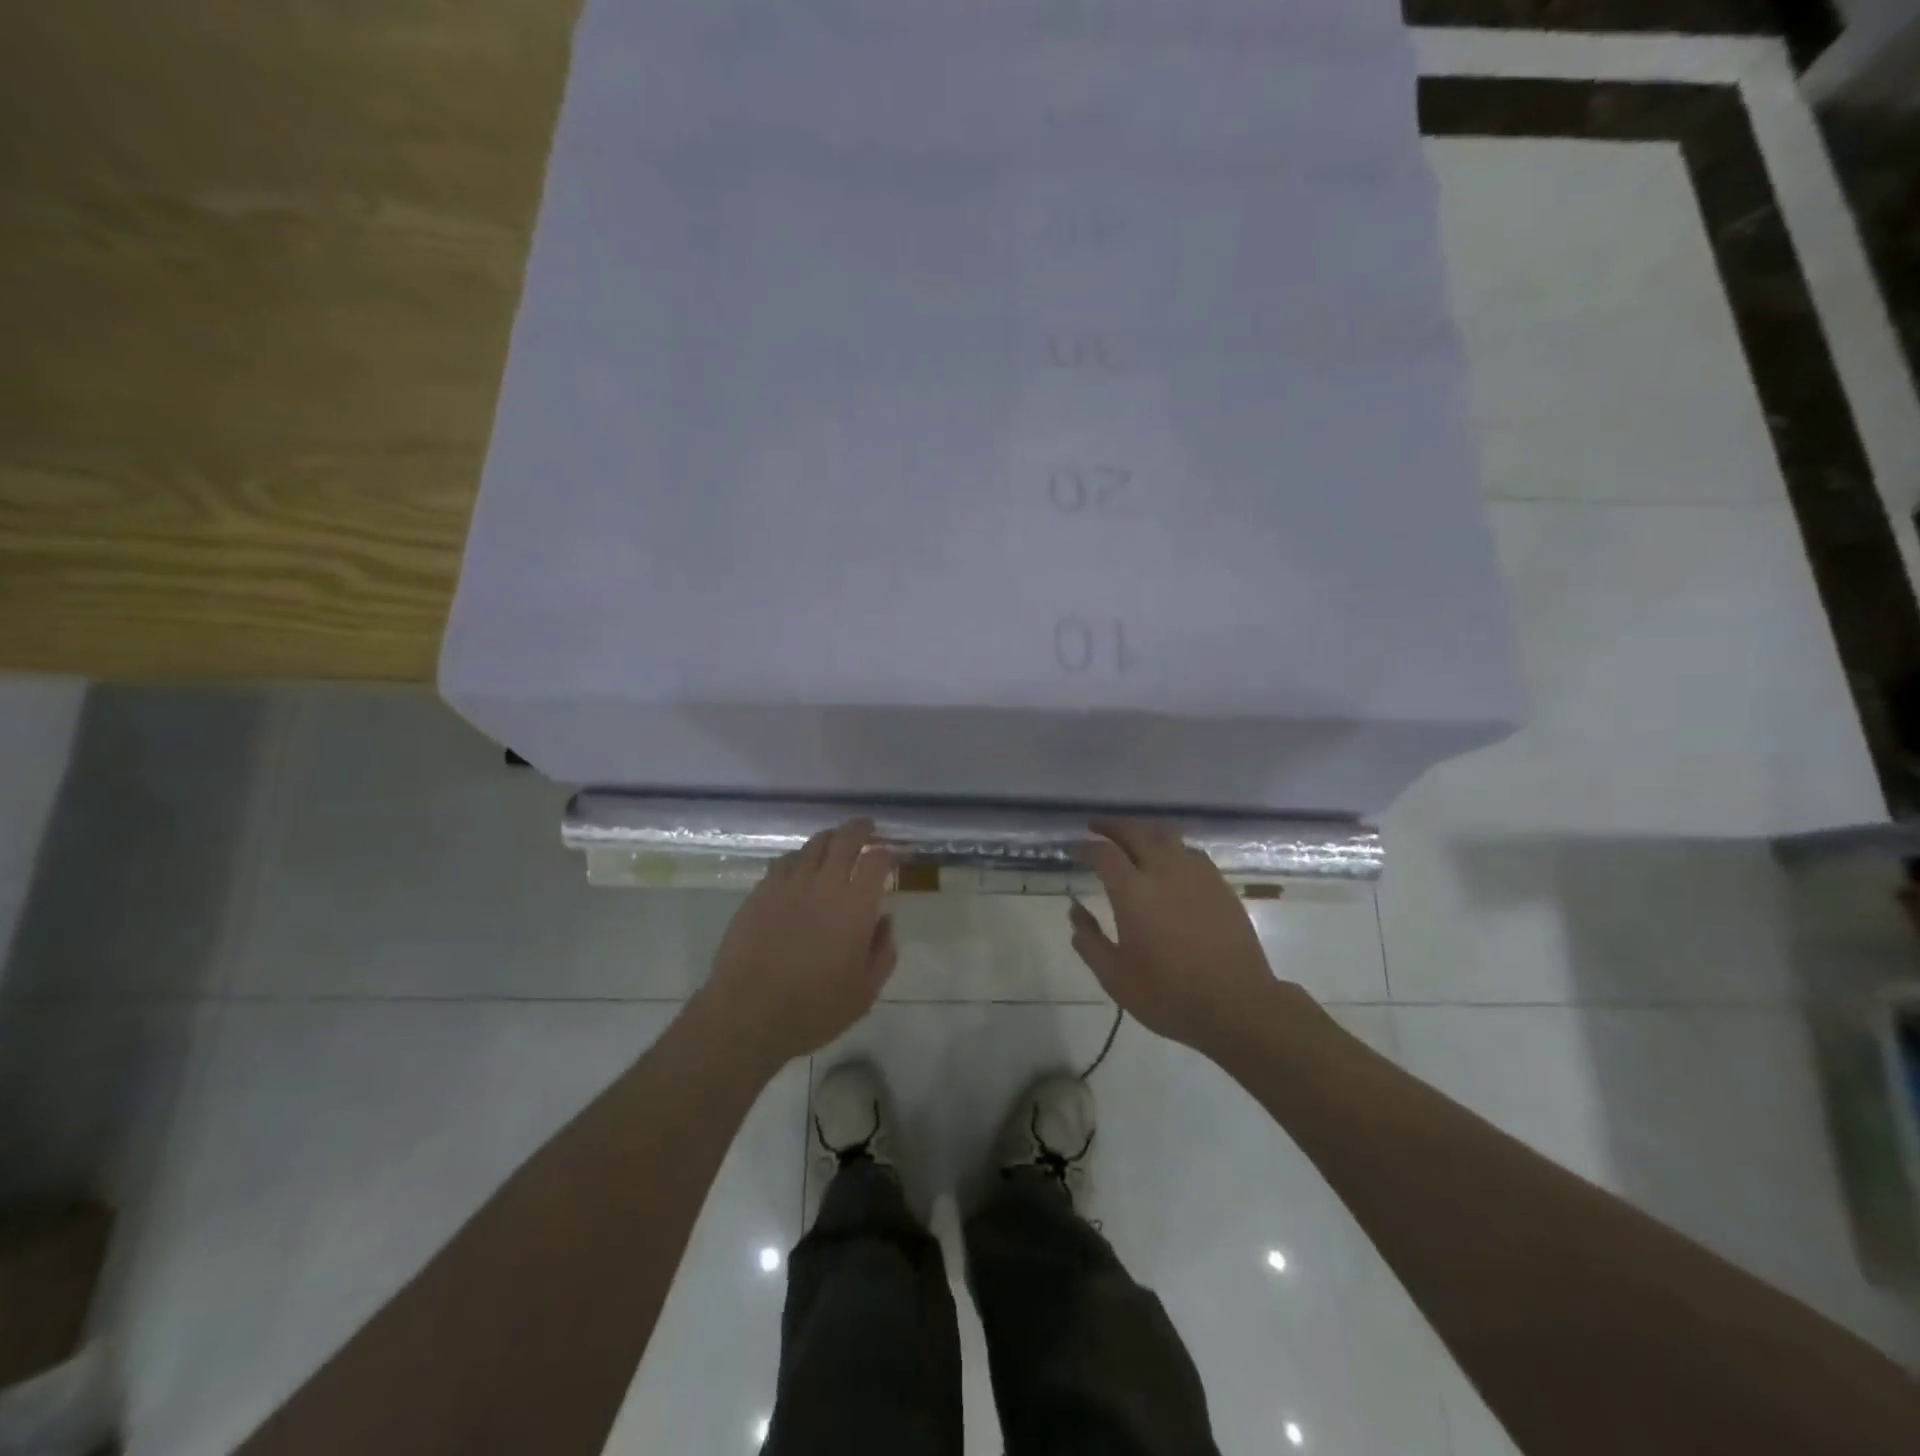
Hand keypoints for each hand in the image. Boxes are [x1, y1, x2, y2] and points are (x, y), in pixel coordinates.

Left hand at [698, 819, 896, 1070]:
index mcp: (856, 906)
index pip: (876, 861)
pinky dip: (798, 856)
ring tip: (835, 840)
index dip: (887, 851)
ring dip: (829, 838)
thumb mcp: (865, 991)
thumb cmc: (815, 1008)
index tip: (891, 853)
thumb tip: (884, 920)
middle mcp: (825, 885)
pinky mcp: (760, 892)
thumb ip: (883, 951)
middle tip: (867, 826)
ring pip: (812, 845)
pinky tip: (799, 865)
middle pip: (844, 840)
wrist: (749, 1014)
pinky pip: (783, 862)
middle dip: (860, 829)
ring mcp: (789, 885)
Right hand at [1070, 818, 1285, 1056]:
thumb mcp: (1115, 977)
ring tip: (1133, 839)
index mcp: (1133, 892)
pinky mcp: (1220, 885)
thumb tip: (1075, 910)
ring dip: (1143, 831)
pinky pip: (1191, 852)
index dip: (1085, 847)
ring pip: (1166, 835)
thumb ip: (1090, 940)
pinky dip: (1172, 848)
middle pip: (1135, 832)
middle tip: (1096, 828)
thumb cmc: (1169, 995)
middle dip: (1111, 826)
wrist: (1237, 1006)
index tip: (1074, 850)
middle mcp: (1164, 872)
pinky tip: (1170, 862)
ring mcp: (1196, 875)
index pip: (1103, 853)